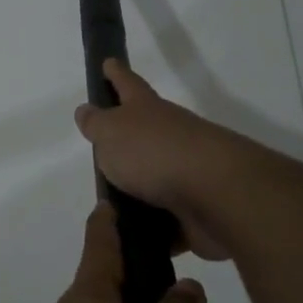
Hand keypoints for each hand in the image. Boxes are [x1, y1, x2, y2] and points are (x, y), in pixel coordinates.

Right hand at [75, 60, 238, 260]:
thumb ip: (97, 124)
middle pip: (146, 131)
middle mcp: (170, 135)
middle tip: (104, 148)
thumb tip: (87, 110)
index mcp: (147, 110)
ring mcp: (187, 172)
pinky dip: (155, 229)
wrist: (216, 194)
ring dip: (140, 189)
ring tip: (112, 207)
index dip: (116, 73)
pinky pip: (168, 220)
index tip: (108, 62)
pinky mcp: (197, 209)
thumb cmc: (154, 153)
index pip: (127, 84)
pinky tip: (136, 241)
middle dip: (128, 137)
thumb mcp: (112, 133)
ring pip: (157, 177)